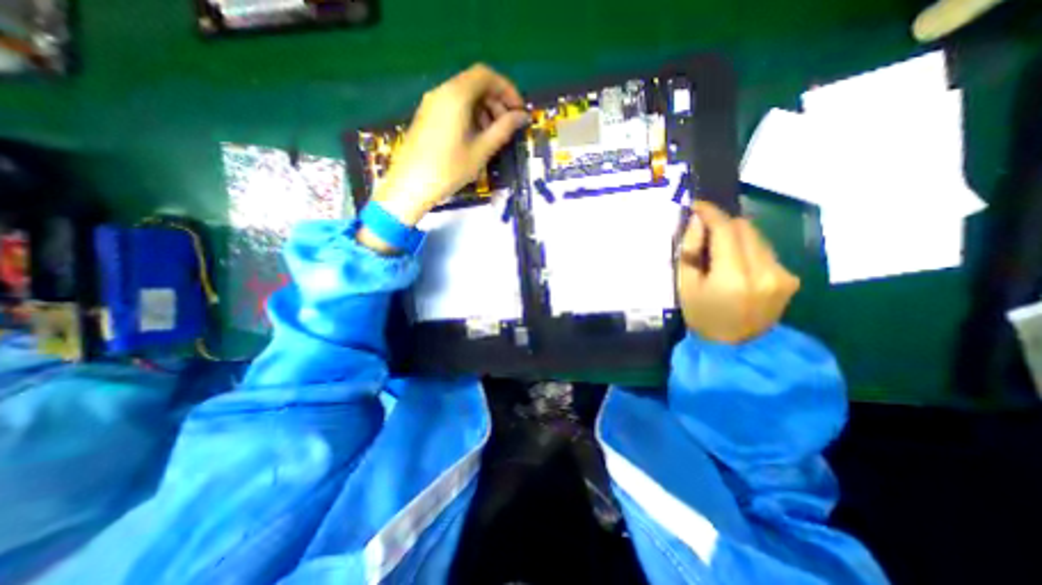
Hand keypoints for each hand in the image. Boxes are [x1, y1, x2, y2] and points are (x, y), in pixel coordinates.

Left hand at [366, 62, 529, 228]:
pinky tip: (474, 139)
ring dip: (484, 110)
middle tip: (507, 127)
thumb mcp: (481, 150)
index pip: (486, 75)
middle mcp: (442, 91)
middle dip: (496, 102)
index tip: (518, 111)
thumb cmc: (449, 169)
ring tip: (492, 136)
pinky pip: (453, 106)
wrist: (411, 185)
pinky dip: (470, 116)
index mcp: (456, 95)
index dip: (507, 89)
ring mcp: (431, 103)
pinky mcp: (427, 116)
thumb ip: (504, 129)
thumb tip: (523, 116)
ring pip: (464, 96)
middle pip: (475, 84)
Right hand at [682, 202, 798, 341]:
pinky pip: (765, 250)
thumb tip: (697, 221)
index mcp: (733, 276)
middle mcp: (764, 271)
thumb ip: (690, 251)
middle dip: (722, 223)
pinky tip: (735, 264)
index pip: (726, 229)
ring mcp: (782, 274)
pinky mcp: (790, 278)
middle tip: (703, 231)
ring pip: (757, 236)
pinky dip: (747, 249)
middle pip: (745, 227)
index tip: (696, 205)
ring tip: (718, 250)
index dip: (710, 213)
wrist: (735, 348)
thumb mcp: (685, 285)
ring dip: (735, 236)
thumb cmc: (702, 316)